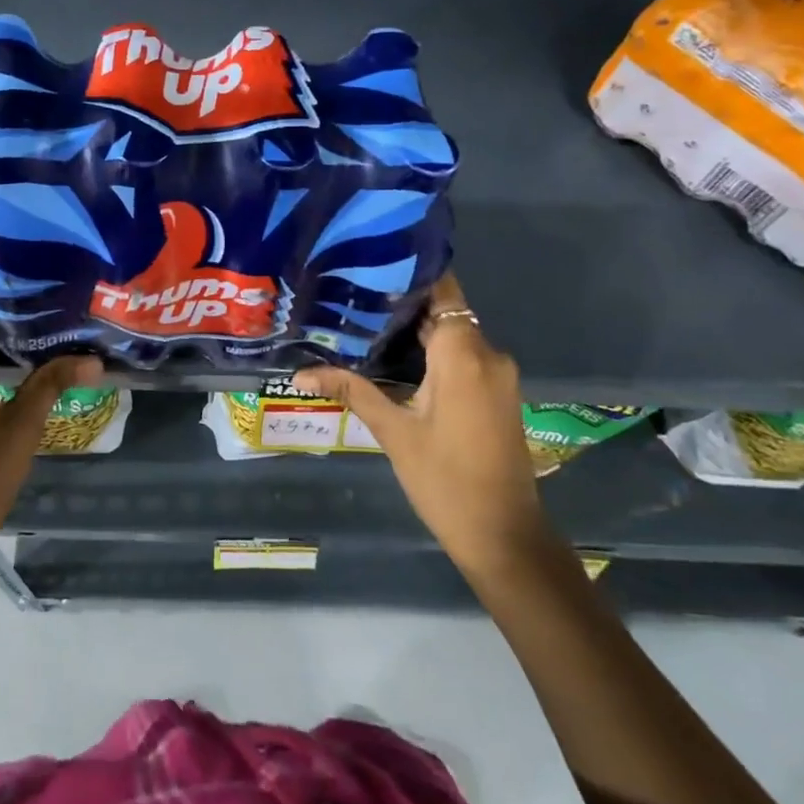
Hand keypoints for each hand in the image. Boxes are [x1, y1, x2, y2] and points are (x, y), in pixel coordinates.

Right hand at [295, 274, 546, 579]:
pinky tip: (396, 358)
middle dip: (403, 303)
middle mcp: (488, 354)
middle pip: (445, 311)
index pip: (443, 291)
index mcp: (463, 355)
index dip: (411, 275)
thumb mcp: (393, 432)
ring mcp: (497, 375)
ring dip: (417, 330)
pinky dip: (434, 352)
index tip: (371, 266)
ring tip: (365, 323)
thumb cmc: (445, 480)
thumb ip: (352, 390)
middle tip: (353, 296)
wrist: (504, 537)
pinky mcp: (497, 393)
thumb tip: (299, 373)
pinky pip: (464, 356)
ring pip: (454, 335)